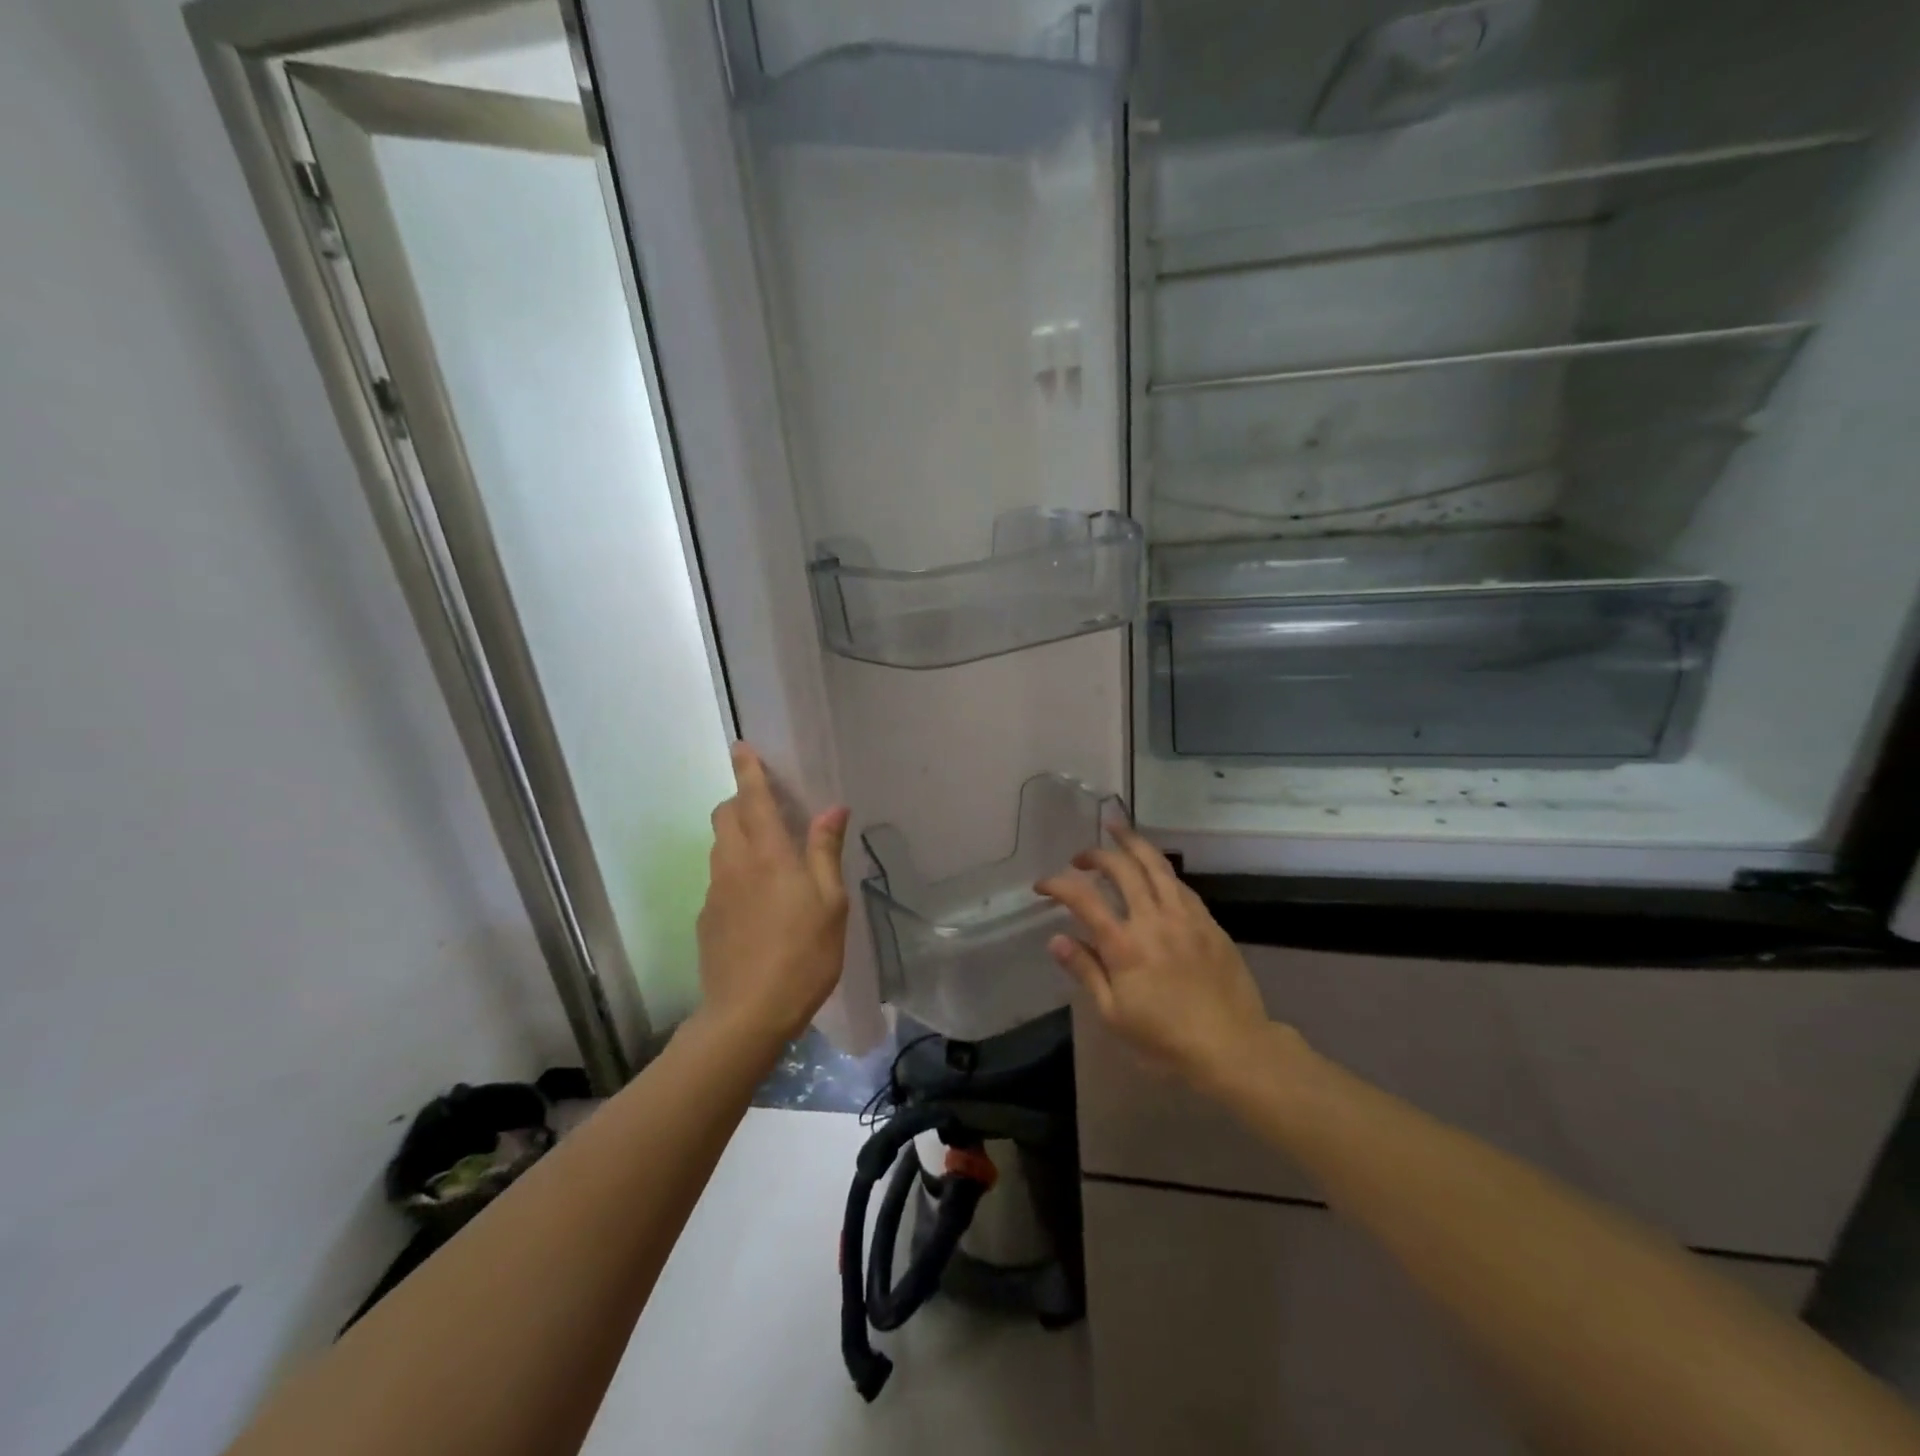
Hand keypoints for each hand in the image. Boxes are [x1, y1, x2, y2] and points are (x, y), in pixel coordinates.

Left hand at [695, 743, 850, 1046]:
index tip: (741, 747)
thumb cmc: (803, 954)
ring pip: (719, 847)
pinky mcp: (706, 919)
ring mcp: (714, 892)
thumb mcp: (830, 902)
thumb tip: (831, 808)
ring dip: (737, 836)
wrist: (747, 1014)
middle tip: (768, 810)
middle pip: (725, 816)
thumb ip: (825, 851)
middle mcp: (734, 864)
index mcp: (768, 854)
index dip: (748, 770)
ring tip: (768, 857)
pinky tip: (758, 903)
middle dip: (740, 801)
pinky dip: (735, 871)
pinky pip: (719, 879)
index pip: (753, 798)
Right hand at [1036, 824, 1272, 1092]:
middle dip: (1096, 854)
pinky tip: (1154, 869)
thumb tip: (1056, 939)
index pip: (1083, 899)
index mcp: (1124, 946)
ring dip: (1132, 842)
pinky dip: (1160, 869)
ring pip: (1156, 864)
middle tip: (1080, 857)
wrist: (1233, 1046)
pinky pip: (1180, 884)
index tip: (1043, 884)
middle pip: (1121, 868)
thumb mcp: (1114, 1014)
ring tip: (1117, 829)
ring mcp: (1185, 917)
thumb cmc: (1166, 1039)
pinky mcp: (1209, 922)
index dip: (1058, 884)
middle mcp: (1153, 920)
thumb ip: (1086, 971)